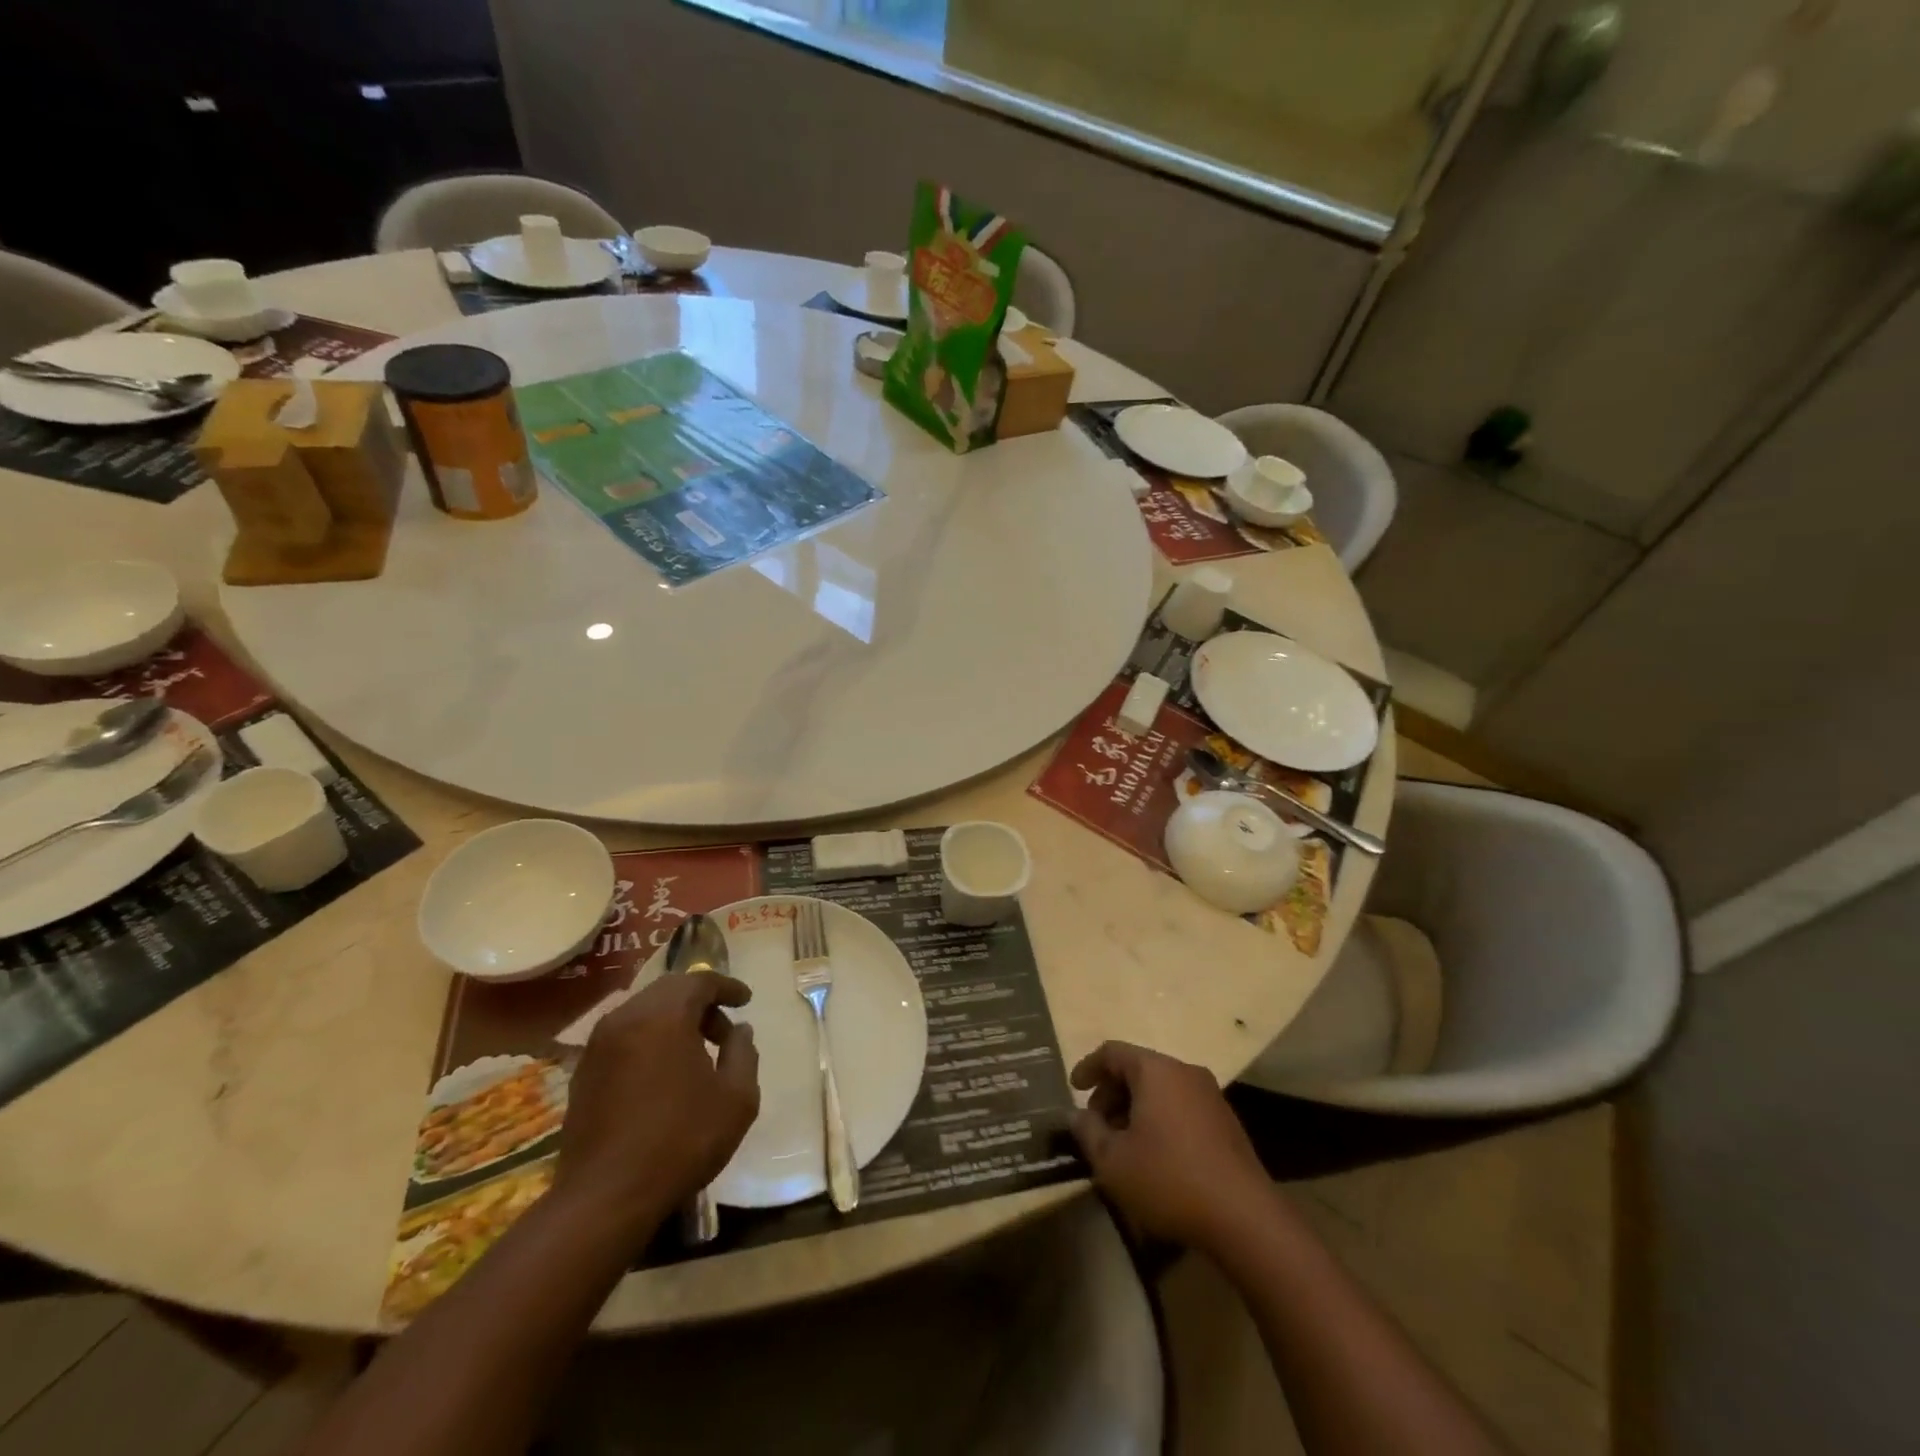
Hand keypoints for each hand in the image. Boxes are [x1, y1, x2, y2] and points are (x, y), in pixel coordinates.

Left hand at [554, 973, 759, 1240]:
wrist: (605, 1198)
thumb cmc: (681, 1141)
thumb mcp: (736, 1097)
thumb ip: (743, 1053)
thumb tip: (740, 1030)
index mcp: (664, 1015)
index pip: (700, 980)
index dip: (727, 987)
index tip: (746, 1000)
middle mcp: (626, 1018)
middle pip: (669, 991)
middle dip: (701, 1002)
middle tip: (724, 1031)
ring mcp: (599, 1045)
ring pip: (644, 1012)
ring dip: (673, 1021)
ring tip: (696, 1053)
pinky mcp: (584, 1072)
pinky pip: (624, 1036)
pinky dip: (649, 1040)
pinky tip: (663, 1074)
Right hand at [1070, 1041, 1275, 1253]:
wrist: (1246, 1220)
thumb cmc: (1169, 1180)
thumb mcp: (1113, 1161)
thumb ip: (1088, 1132)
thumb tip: (1078, 1115)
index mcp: (1156, 1071)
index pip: (1113, 1052)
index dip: (1088, 1067)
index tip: (1073, 1089)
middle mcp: (1185, 1072)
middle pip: (1138, 1069)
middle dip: (1111, 1093)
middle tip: (1096, 1125)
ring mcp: (1210, 1096)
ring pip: (1161, 1090)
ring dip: (1135, 1109)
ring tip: (1122, 1145)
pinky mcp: (1226, 1123)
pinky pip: (1181, 1107)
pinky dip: (1159, 1120)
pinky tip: (1155, 1156)